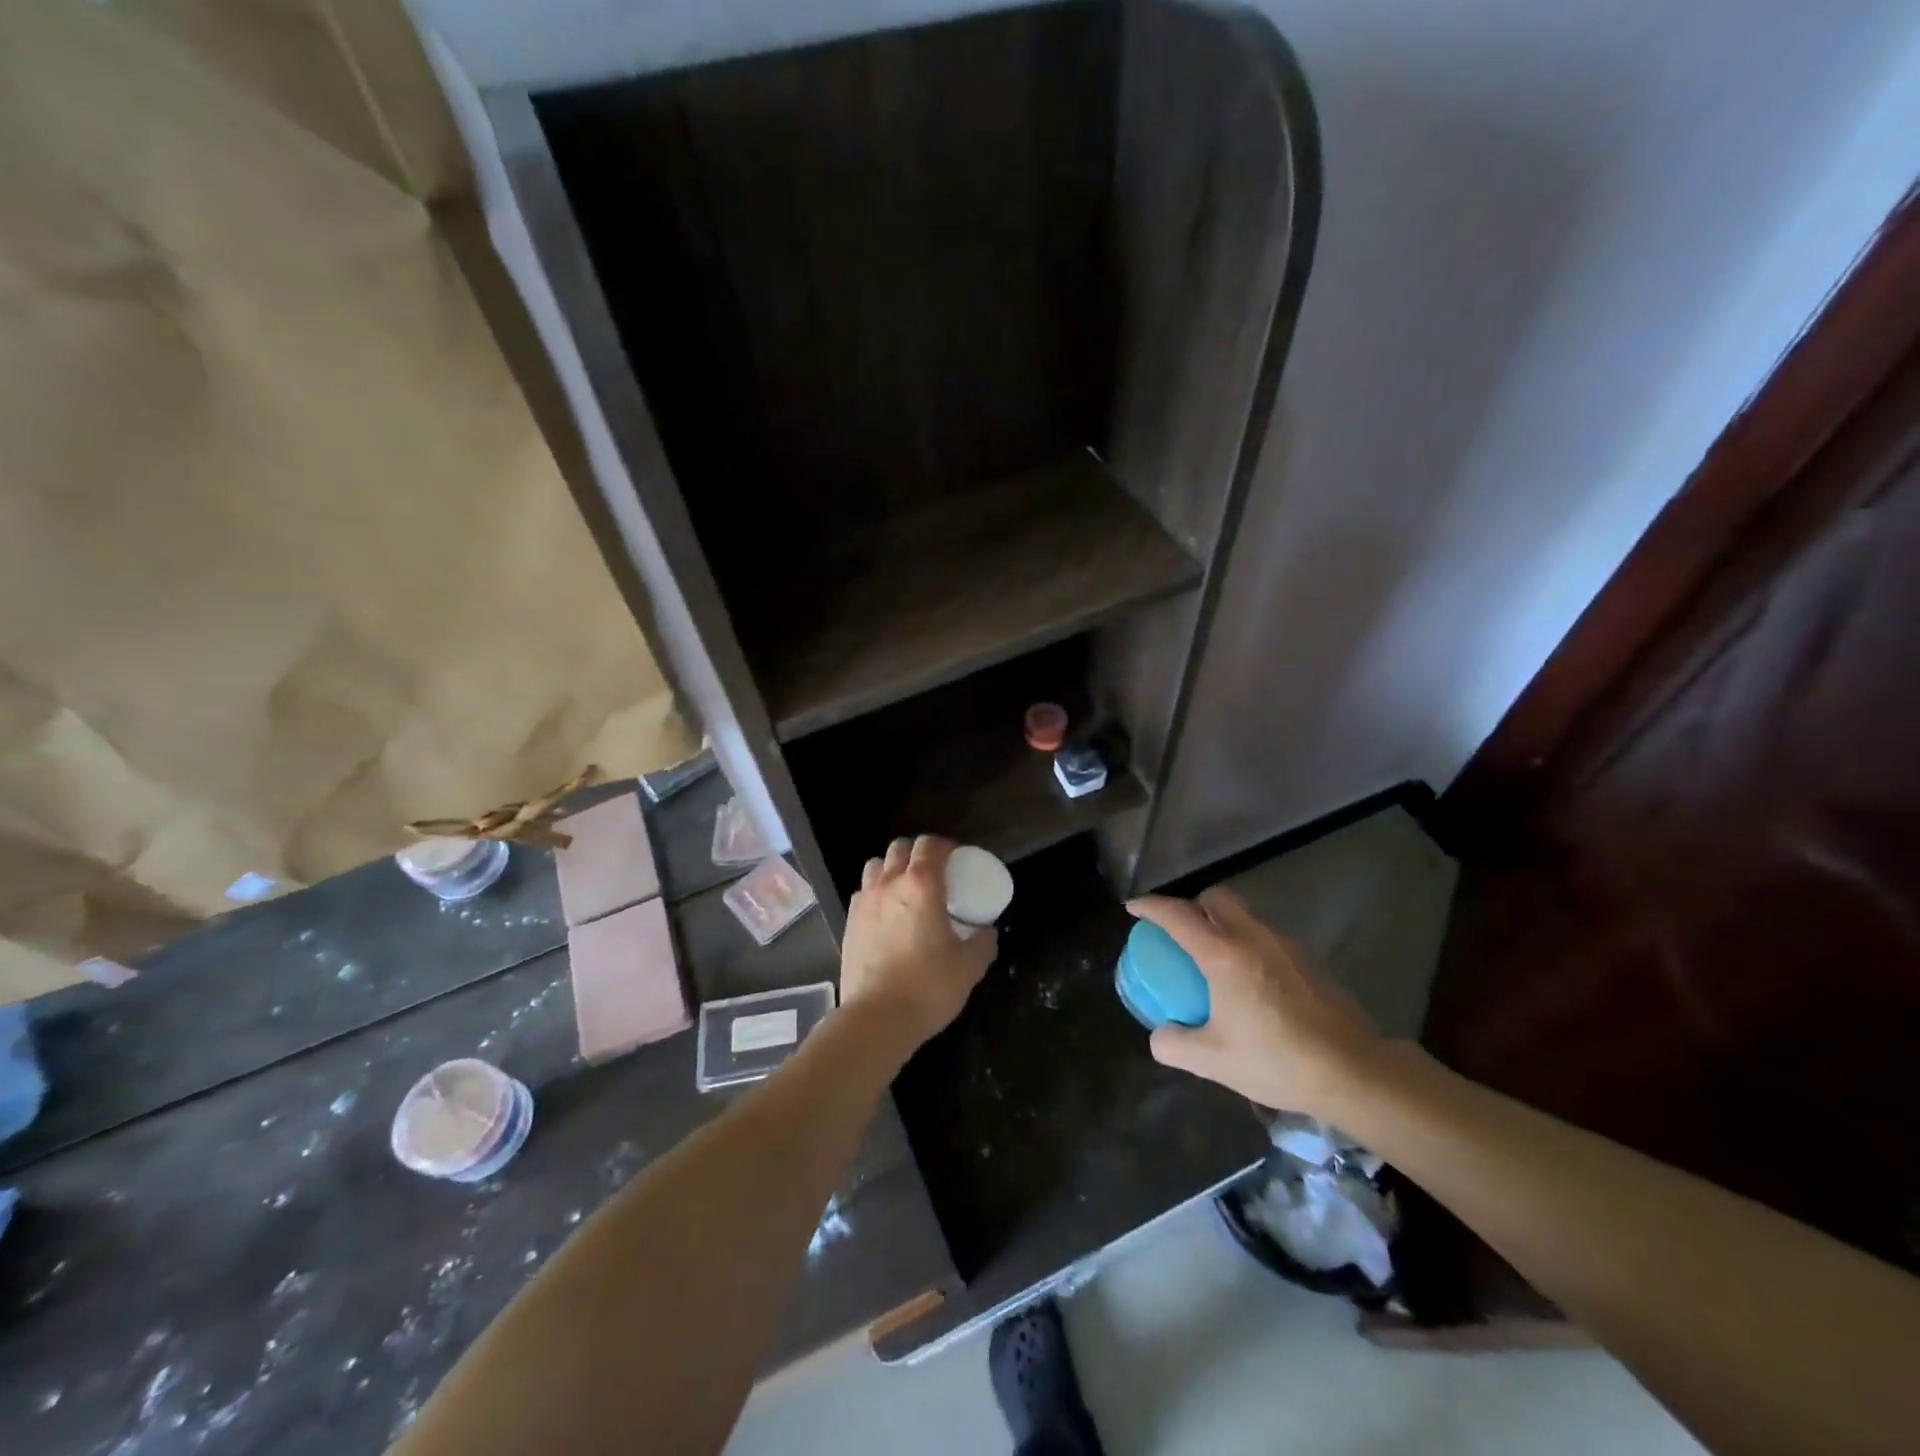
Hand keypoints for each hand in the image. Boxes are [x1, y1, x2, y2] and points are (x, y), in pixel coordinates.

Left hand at [841, 835, 996, 1051]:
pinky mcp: (849, 922)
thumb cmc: (929, 987)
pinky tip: (886, 914)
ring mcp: (865, 902)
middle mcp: (889, 884)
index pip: (930, 845)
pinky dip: (876, 892)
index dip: (945, 846)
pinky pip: (863, 892)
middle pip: (900, 848)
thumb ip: (983, 942)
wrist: (877, 1019)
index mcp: (921, 885)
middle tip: (934, 872)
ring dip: (892, 868)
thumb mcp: (970, 966)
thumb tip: (987, 931)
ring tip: (906, 889)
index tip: (958, 859)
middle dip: (918, 852)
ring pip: (876, 865)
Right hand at [1128, 888, 1383, 1118]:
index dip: (1150, 906)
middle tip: (1181, 932)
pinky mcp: (1309, 959)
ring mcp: (1285, 945)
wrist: (1355, 1072)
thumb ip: (1174, 1044)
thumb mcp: (1213, 1060)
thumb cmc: (1277, 1061)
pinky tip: (1252, 981)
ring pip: (1245, 915)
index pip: (1177, 915)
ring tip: (1216, 959)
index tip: (1133, 907)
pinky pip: (1267, 936)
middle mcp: (1252, 937)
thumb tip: (1160, 1034)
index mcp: (1222, 954)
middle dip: (1193, 905)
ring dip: (1223, 924)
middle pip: (1216, 898)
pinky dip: (1249, 943)